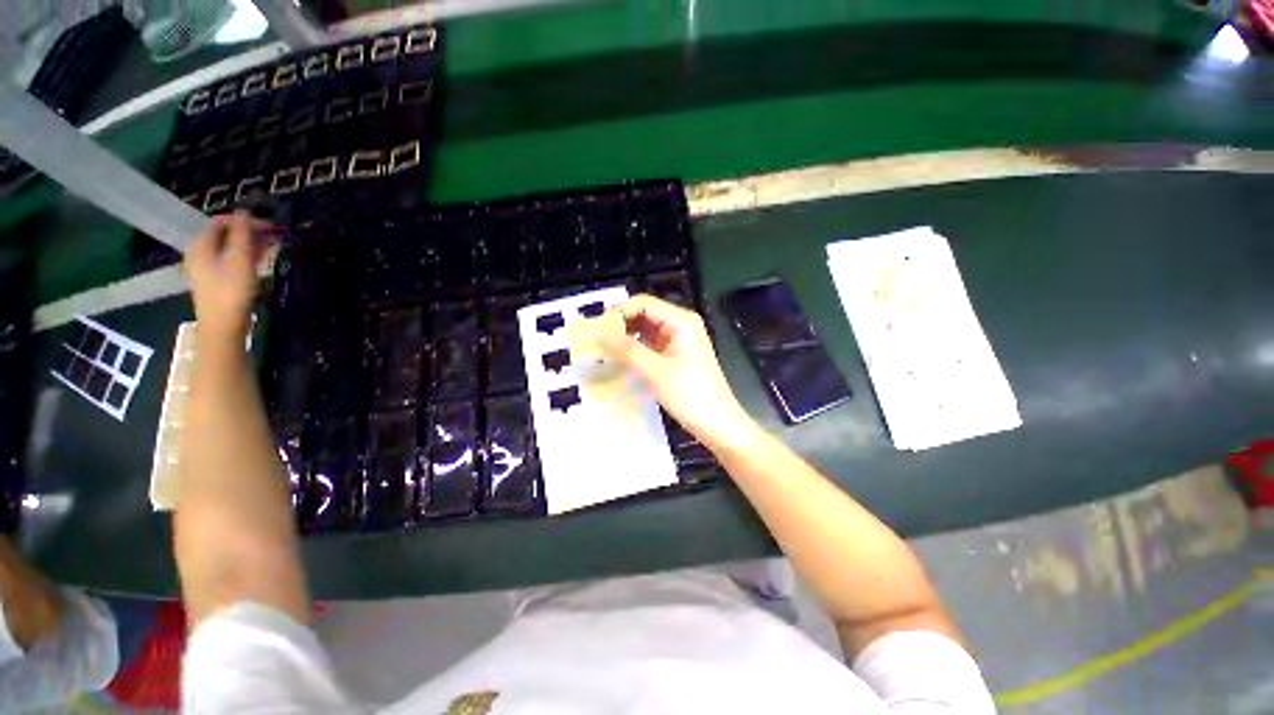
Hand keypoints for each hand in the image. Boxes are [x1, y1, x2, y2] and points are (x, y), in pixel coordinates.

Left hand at [185, 213, 271, 345]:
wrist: (223, 326)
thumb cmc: (231, 292)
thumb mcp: (241, 262)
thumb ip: (243, 236)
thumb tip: (244, 213)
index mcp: (201, 246)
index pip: (220, 223)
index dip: (243, 220)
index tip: (268, 225)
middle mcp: (200, 254)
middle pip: (224, 235)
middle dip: (248, 233)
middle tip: (273, 235)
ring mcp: (207, 268)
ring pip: (229, 248)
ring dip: (249, 245)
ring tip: (271, 246)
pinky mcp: (216, 280)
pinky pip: (230, 260)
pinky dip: (245, 256)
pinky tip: (260, 260)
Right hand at [599, 294, 757, 451]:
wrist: (718, 424)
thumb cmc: (690, 395)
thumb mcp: (655, 371)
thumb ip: (626, 350)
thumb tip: (598, 334)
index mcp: (681, 320)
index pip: (643, 303)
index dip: (618, 312)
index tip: (596, 329)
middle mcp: (680, 325)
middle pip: (644, 315)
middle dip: (620, 326)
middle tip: (596, 342)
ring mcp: (679, 341)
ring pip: (645, 331)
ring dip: (626, 339)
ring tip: (603, 351)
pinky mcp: (676, 356)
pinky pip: (651, 346)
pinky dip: (635, 351)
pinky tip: (619, 361)